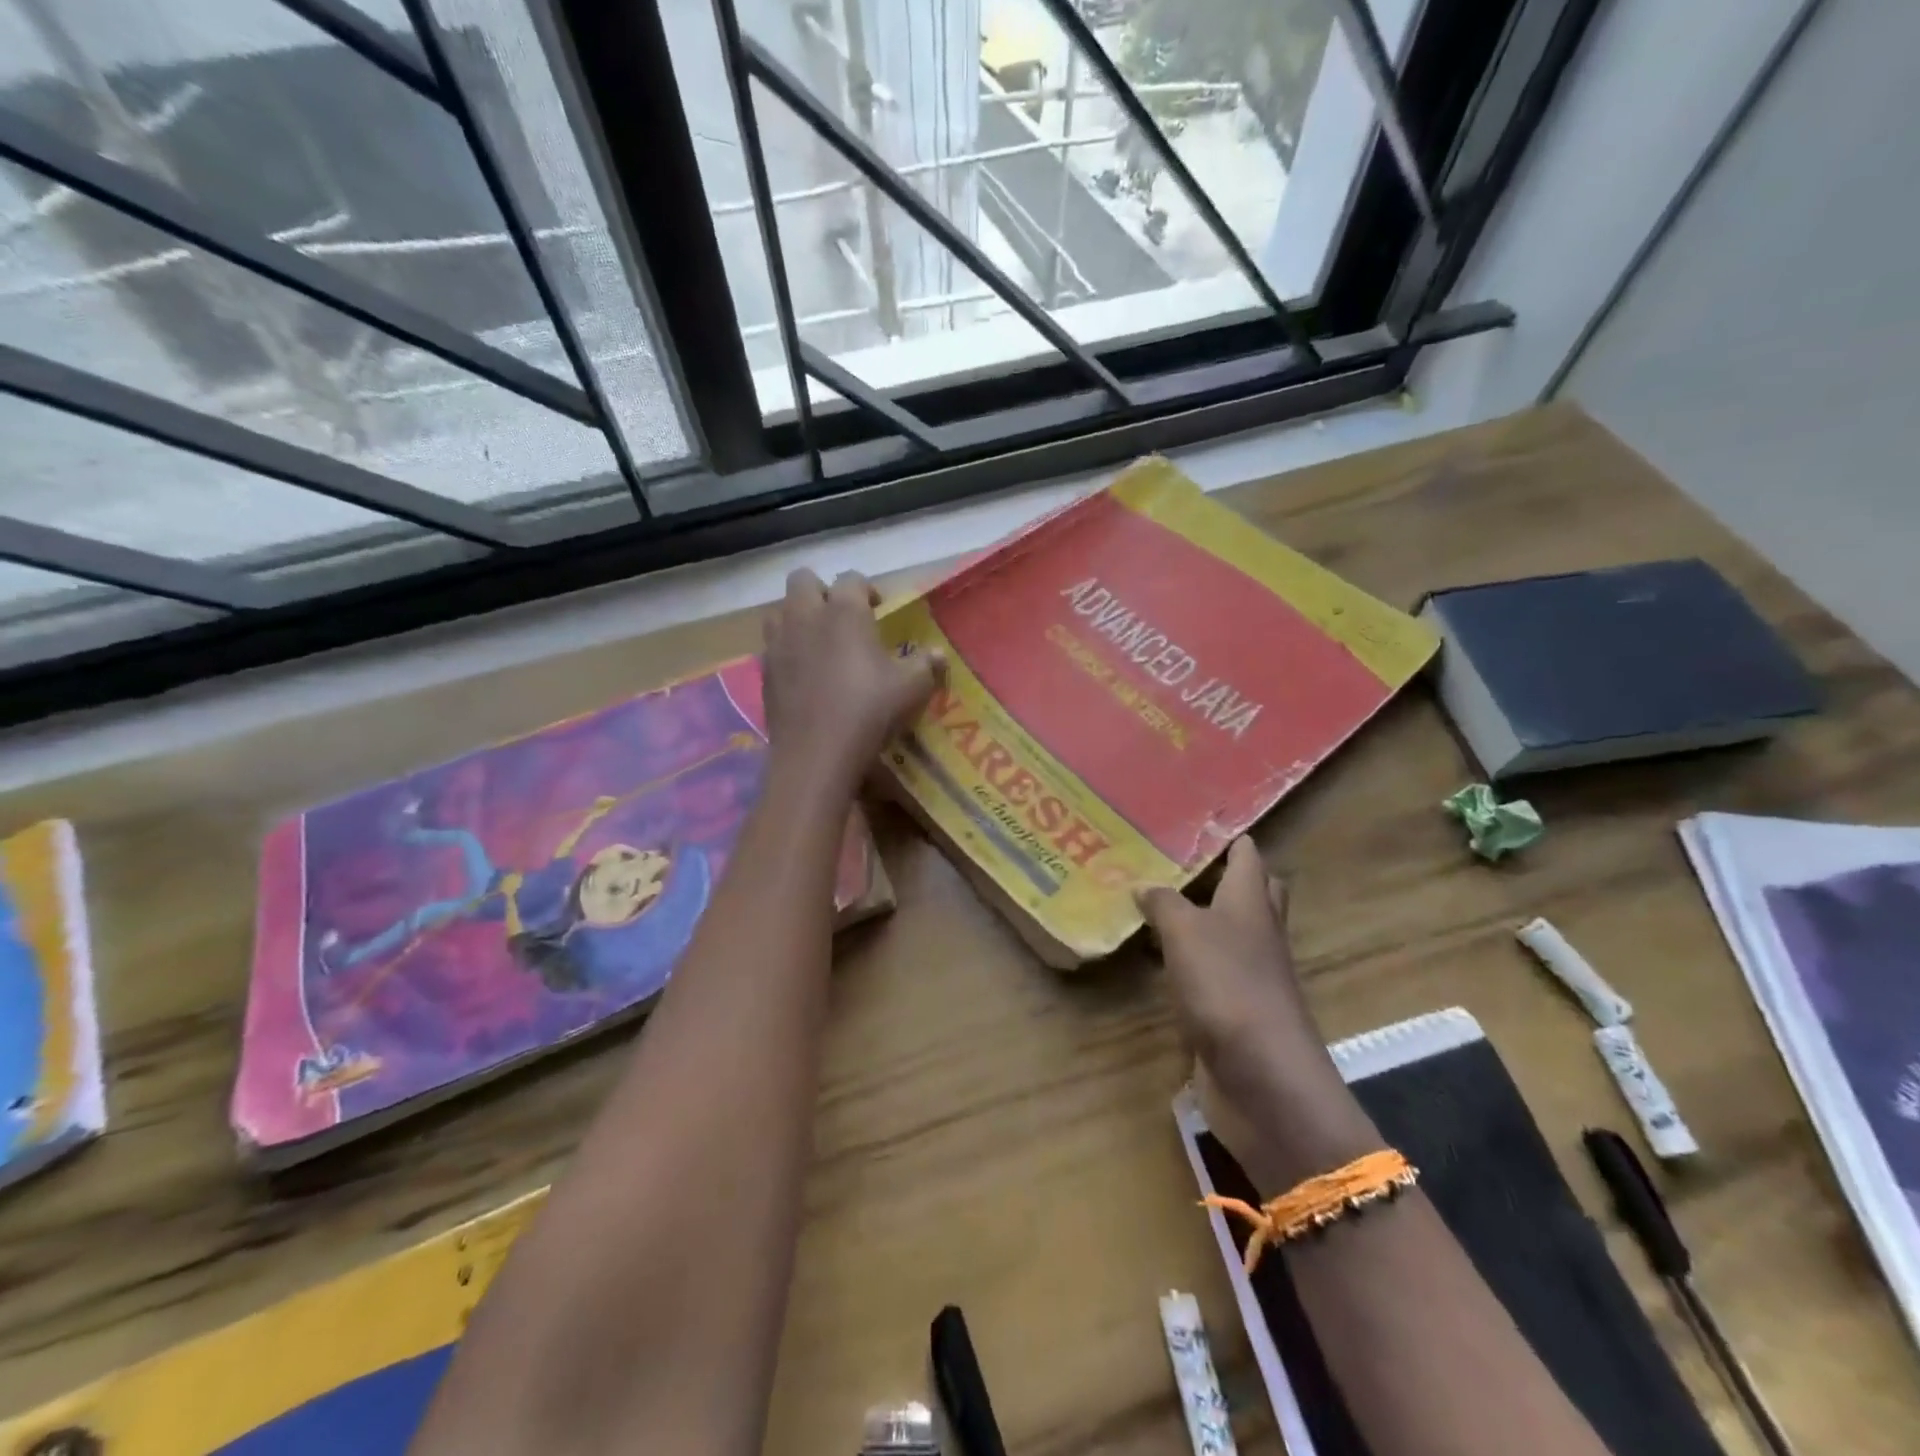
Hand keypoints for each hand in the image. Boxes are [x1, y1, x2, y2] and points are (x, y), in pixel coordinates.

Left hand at [762, 568, 943, 791]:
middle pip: (803, 581)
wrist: (816, 752)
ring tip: (817, 640)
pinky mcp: (764, 671)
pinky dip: (786, 650)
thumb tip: (937, 653)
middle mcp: (806, 616)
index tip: (877, 608)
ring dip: (797, 616)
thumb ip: (925, 664)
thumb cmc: (869, 710)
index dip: (866, 589)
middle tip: (841, 617)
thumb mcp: (911, 688)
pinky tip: (803, 672)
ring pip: (779, 610)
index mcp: (844, 611)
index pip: (851, 578)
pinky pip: (771, 646)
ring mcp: (779, 643)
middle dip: (822, 591)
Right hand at [1141, 837, 1374, 1185]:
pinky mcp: (1235, 1008)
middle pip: (1249, 892)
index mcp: (1251, 902)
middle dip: (1220, 874)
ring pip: (1228, 932)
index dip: (1228, 836)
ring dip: (1199, 918)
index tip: (1195, 821)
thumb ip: (1163, 903)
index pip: (1248, 855)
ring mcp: (1250, 973)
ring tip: (1154, 901)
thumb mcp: (1185, 932)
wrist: (1262, 1076)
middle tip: (1174, 862)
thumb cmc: (1227, 986)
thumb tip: (1144, 885)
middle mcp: (1257, 932)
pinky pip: (1210, 970)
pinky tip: (1158, 958)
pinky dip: (1188, 959)